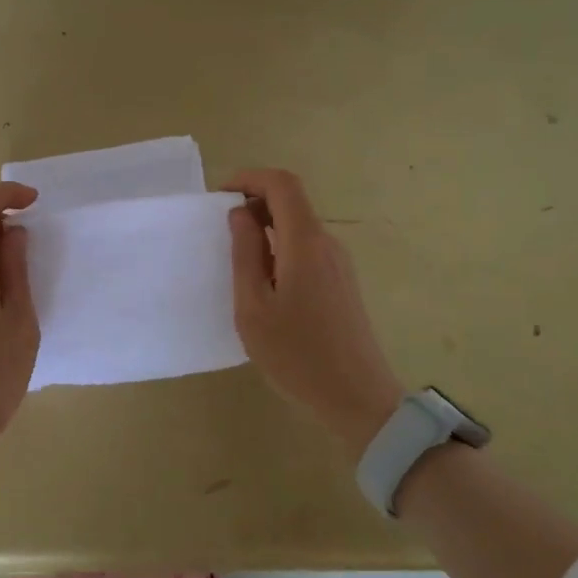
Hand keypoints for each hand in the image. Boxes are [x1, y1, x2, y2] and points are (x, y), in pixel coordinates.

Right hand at [224, 169, 406, 460]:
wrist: (357, 399)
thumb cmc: (297, 354)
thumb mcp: (254, 307)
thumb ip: (245, 254)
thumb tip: (240, 214)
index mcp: (305, 242)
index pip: (282, 183)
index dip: (249, 178)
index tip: (220, 196)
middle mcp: (327, 243)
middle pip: (292, 201)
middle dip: (254, 203)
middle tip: (221, 232)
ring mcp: (339, 263)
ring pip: (299, 225)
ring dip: (266, 228)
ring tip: (237, 261)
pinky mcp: (342, 282)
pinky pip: (307, 248)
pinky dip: (280, 248)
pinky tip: (264, 283)